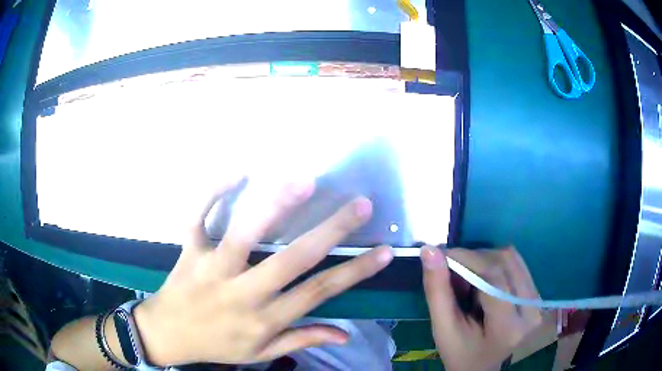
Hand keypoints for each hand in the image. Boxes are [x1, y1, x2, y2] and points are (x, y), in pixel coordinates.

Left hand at [133, 179, 393, 365]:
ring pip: (245, 234)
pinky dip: (213, 192)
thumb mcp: (261, 353)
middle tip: (360, 205)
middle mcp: (242, 292)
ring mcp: (212, 267)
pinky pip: (198, 216)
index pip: (318, 293)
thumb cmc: (217, 345)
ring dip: (276, 205)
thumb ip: (301, 340)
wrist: (167, 334)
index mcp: (263, 318)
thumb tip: (345, 333)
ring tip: (305, 181)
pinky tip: (236, 171)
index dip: (354, 272)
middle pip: (291, 260)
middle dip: (331, 231)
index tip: (384, 252)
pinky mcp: (189, 250)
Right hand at [421, 246, 541, 370]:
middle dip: (474, 258)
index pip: (493, 277)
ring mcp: (538, 302)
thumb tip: (429, 250)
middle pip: (504, 262)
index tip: (441, 254)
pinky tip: (484, 279)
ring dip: (485, 260)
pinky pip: (517, 264)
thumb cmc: (460, 353)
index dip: (467, 258)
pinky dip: (496, 263)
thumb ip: (437, 290)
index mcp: (508, 327)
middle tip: (453, 270)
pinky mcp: (538, 295)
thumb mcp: (443, 329)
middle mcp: (531, 311)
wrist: (481, 368)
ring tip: (469, 278)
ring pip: (512, 258)